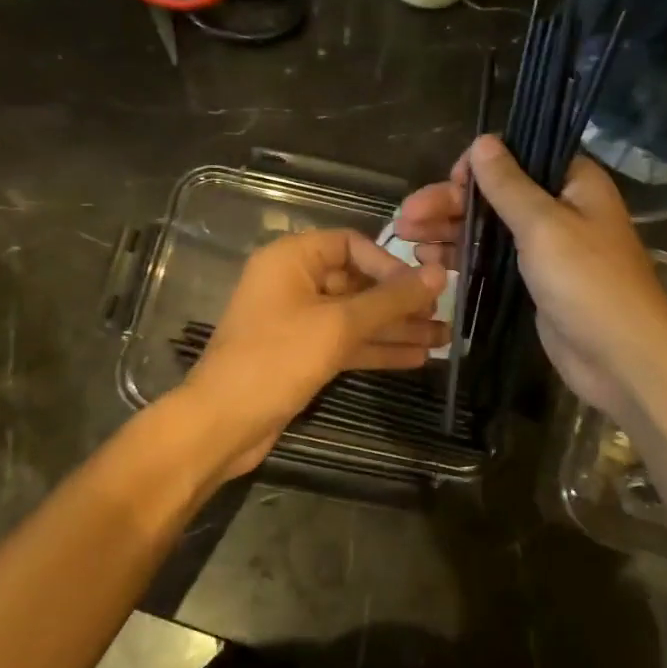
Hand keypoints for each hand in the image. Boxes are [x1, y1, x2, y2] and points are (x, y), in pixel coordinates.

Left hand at [181, 229, 447, 482]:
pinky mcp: (302, 354)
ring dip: (396, 328)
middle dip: (400, 301)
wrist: (223, 423)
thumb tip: (440, 274)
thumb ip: (391, 300)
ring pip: (355, 316)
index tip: (421, 287)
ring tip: (443, 340)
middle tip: (443, 316)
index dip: (389, 263)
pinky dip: (376, 348)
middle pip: (357, 282)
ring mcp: (297, 320)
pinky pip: (345, 341)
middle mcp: (293, 283)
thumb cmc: (277, 359)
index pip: (351, 244)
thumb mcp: (339, 325)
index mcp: (292, 259)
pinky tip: (416, 357)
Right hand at [395, 135, 666, 418]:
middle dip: (449, 203)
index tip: (449, 182)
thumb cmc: (587, 282)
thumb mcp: (543, 225)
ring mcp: (545, 247)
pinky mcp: (532, 281)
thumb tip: (483, 141)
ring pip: (488, 228)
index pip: (518, 156)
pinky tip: (427, 261)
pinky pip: (491, 259)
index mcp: (573, 183)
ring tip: (405, 239)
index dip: (479, 165)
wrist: (621, 357)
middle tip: (404, 218)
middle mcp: (560, 208)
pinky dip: (461, 257)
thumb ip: (509, 184)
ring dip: (448, 230)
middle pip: (495, 194)